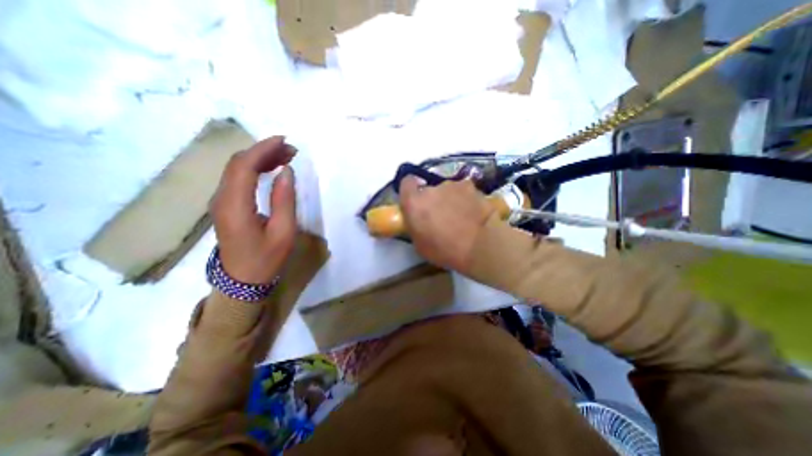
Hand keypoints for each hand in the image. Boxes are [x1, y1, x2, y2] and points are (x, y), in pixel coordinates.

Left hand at [209, 135, 296, 284]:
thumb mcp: (283, 232)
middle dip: (264, 151)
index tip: (285, 141)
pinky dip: (255, 168)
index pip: (244, 166)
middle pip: (238, 163)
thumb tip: (286, 172)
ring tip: (285, 157)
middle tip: (291, 150)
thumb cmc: (266, 258)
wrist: (241, 281)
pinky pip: (237, 178)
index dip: (263, 149)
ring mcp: (220, 202)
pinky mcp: (225, 205)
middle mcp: (221, 199)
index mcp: (235, 206)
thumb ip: (284, 200)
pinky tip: (271, 169)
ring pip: (236, 169)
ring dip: (260, 158)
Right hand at [399, 179, 494, 273]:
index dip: (410, 189)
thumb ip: (415, 224)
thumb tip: (418, 219)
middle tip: (440, 215)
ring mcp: (453, 185)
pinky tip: (473, 212)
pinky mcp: (471, 186)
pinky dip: (465, 199)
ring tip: (460, 216)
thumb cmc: (446, 251)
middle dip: (432, 200)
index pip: (406, 183)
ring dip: (450, 199)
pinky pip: (463, 191)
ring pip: (447, 191)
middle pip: (428, 190)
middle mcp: (431, 189)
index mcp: (414, 203)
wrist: (480, 246)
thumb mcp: (420, 244)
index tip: (415, 199)